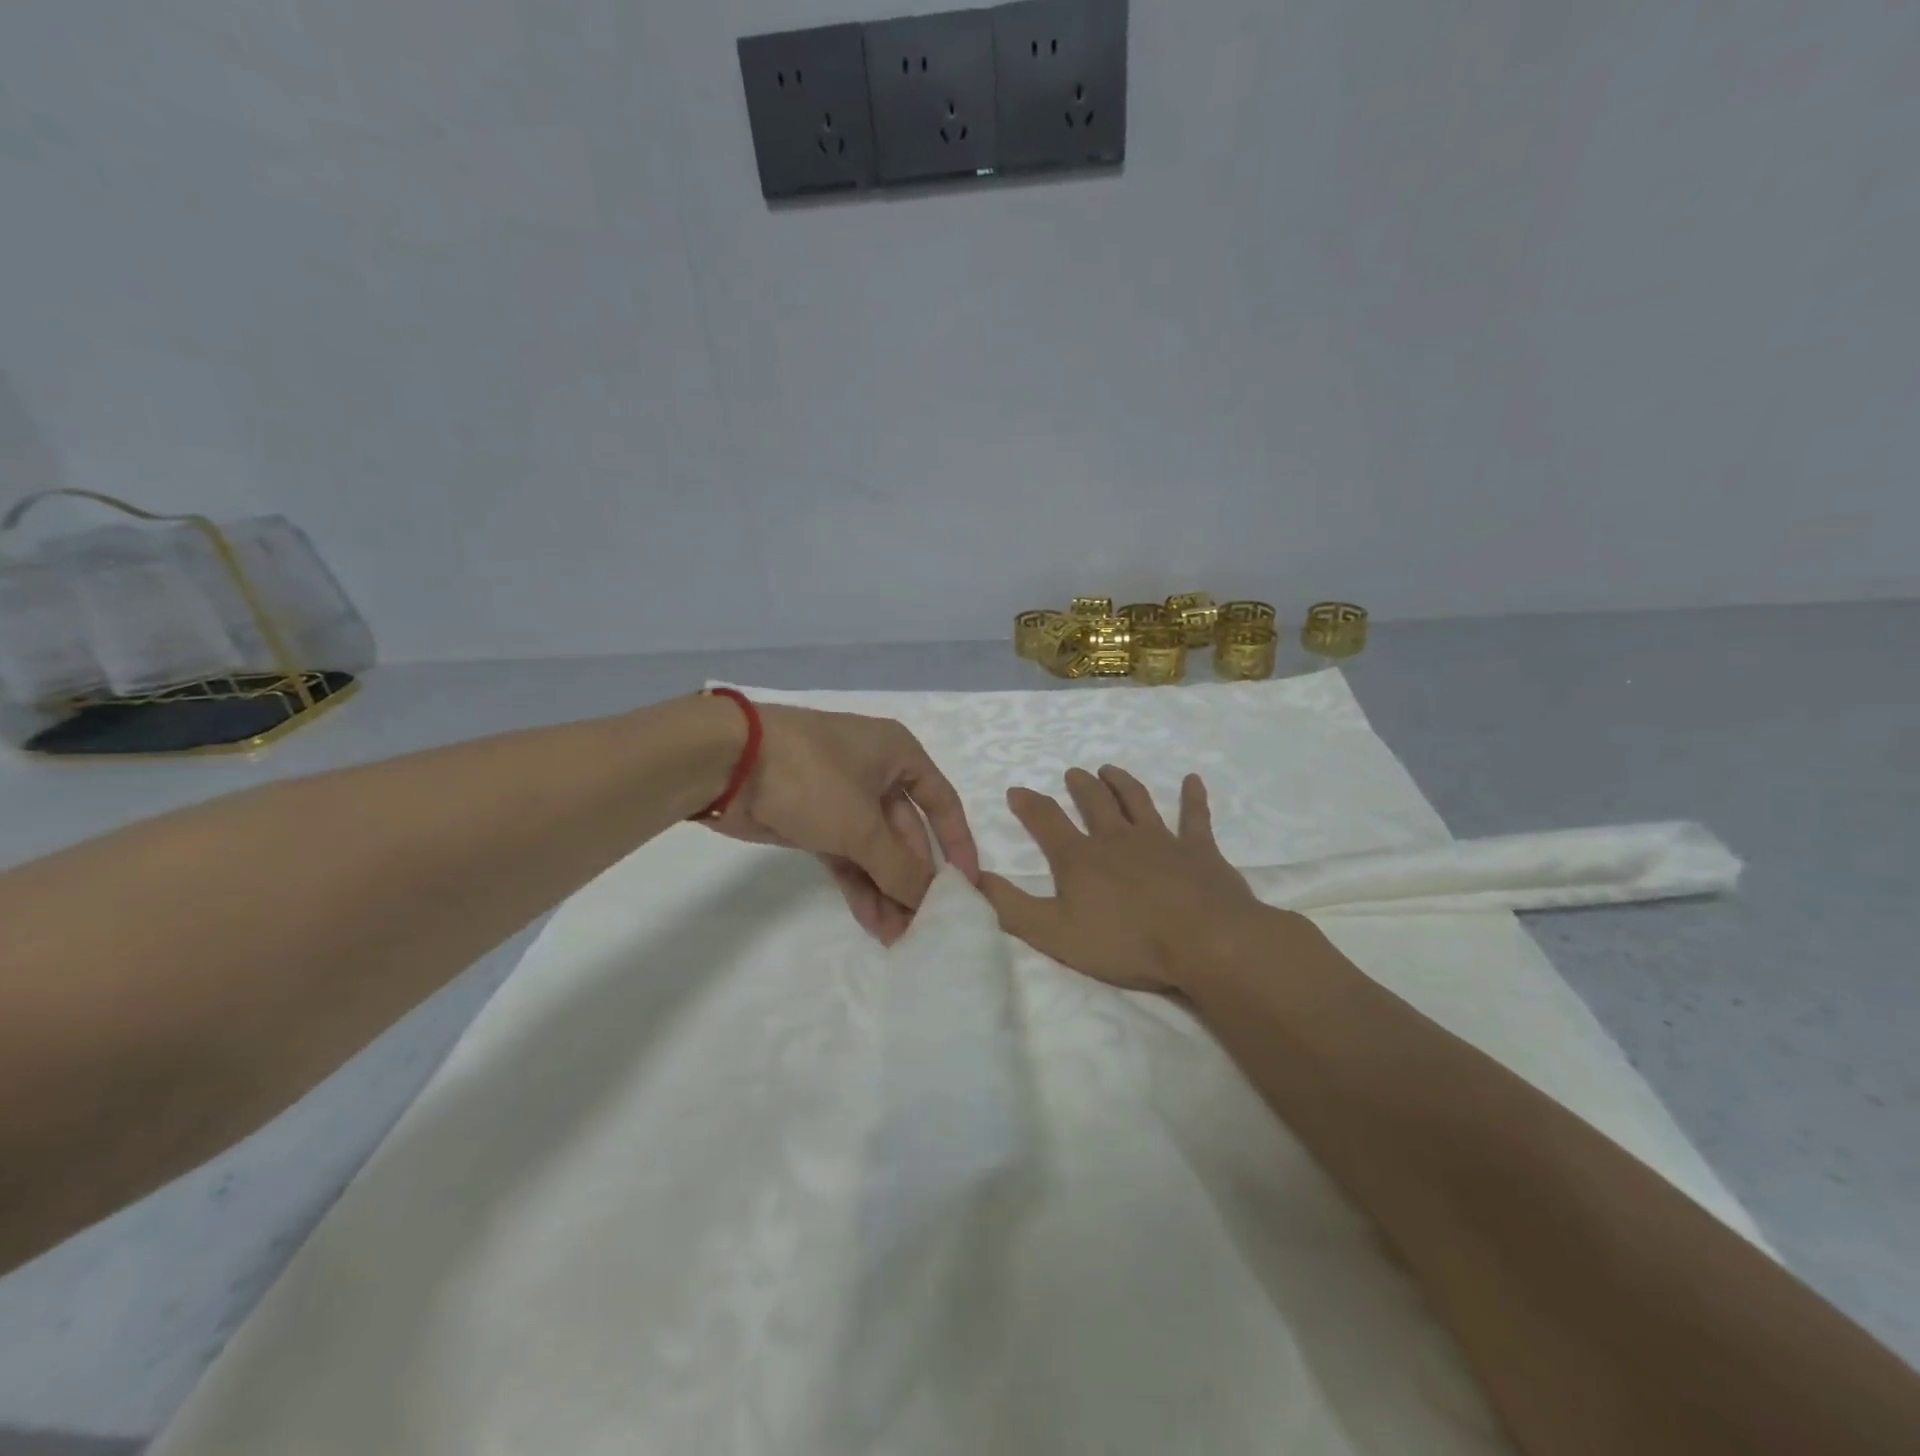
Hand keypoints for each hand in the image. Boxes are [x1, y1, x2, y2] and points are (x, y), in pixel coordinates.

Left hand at [706, 703, 979, 943]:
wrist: (727, 763)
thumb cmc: (811, 777)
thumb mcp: (862, 824)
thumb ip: (899, 867)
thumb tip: (929, 900)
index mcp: (898, 755)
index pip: (942, 802)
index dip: (957, 844)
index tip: (968, 886)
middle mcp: (876, 773)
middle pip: (907, 833)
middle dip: (913, 879)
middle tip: (925, 925)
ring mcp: (842, 798)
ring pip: (875, 849)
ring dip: (887, 890)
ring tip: (899, 936)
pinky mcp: (813, 821)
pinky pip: (847, 856)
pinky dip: (859, 885)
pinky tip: (873, 921)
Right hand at [980, 765, 1264, 991]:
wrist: (1203, 941)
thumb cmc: (1126, 942)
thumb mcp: (1053, 933)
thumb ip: (1011, 906)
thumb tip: (973, 878)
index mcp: (1080, 857)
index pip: (1046, 820)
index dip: (1028, 804)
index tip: (1016, 790)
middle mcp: (1116, 838)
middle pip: (1094, 802)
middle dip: (1080, 786)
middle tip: (1073, 773)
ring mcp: (1160, 839)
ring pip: (1137, 800)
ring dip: (1122, 782)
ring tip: (1110, 769)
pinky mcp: (1198, 850)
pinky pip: (1194, 817)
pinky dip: (1193, 798)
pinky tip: (1193, 780)